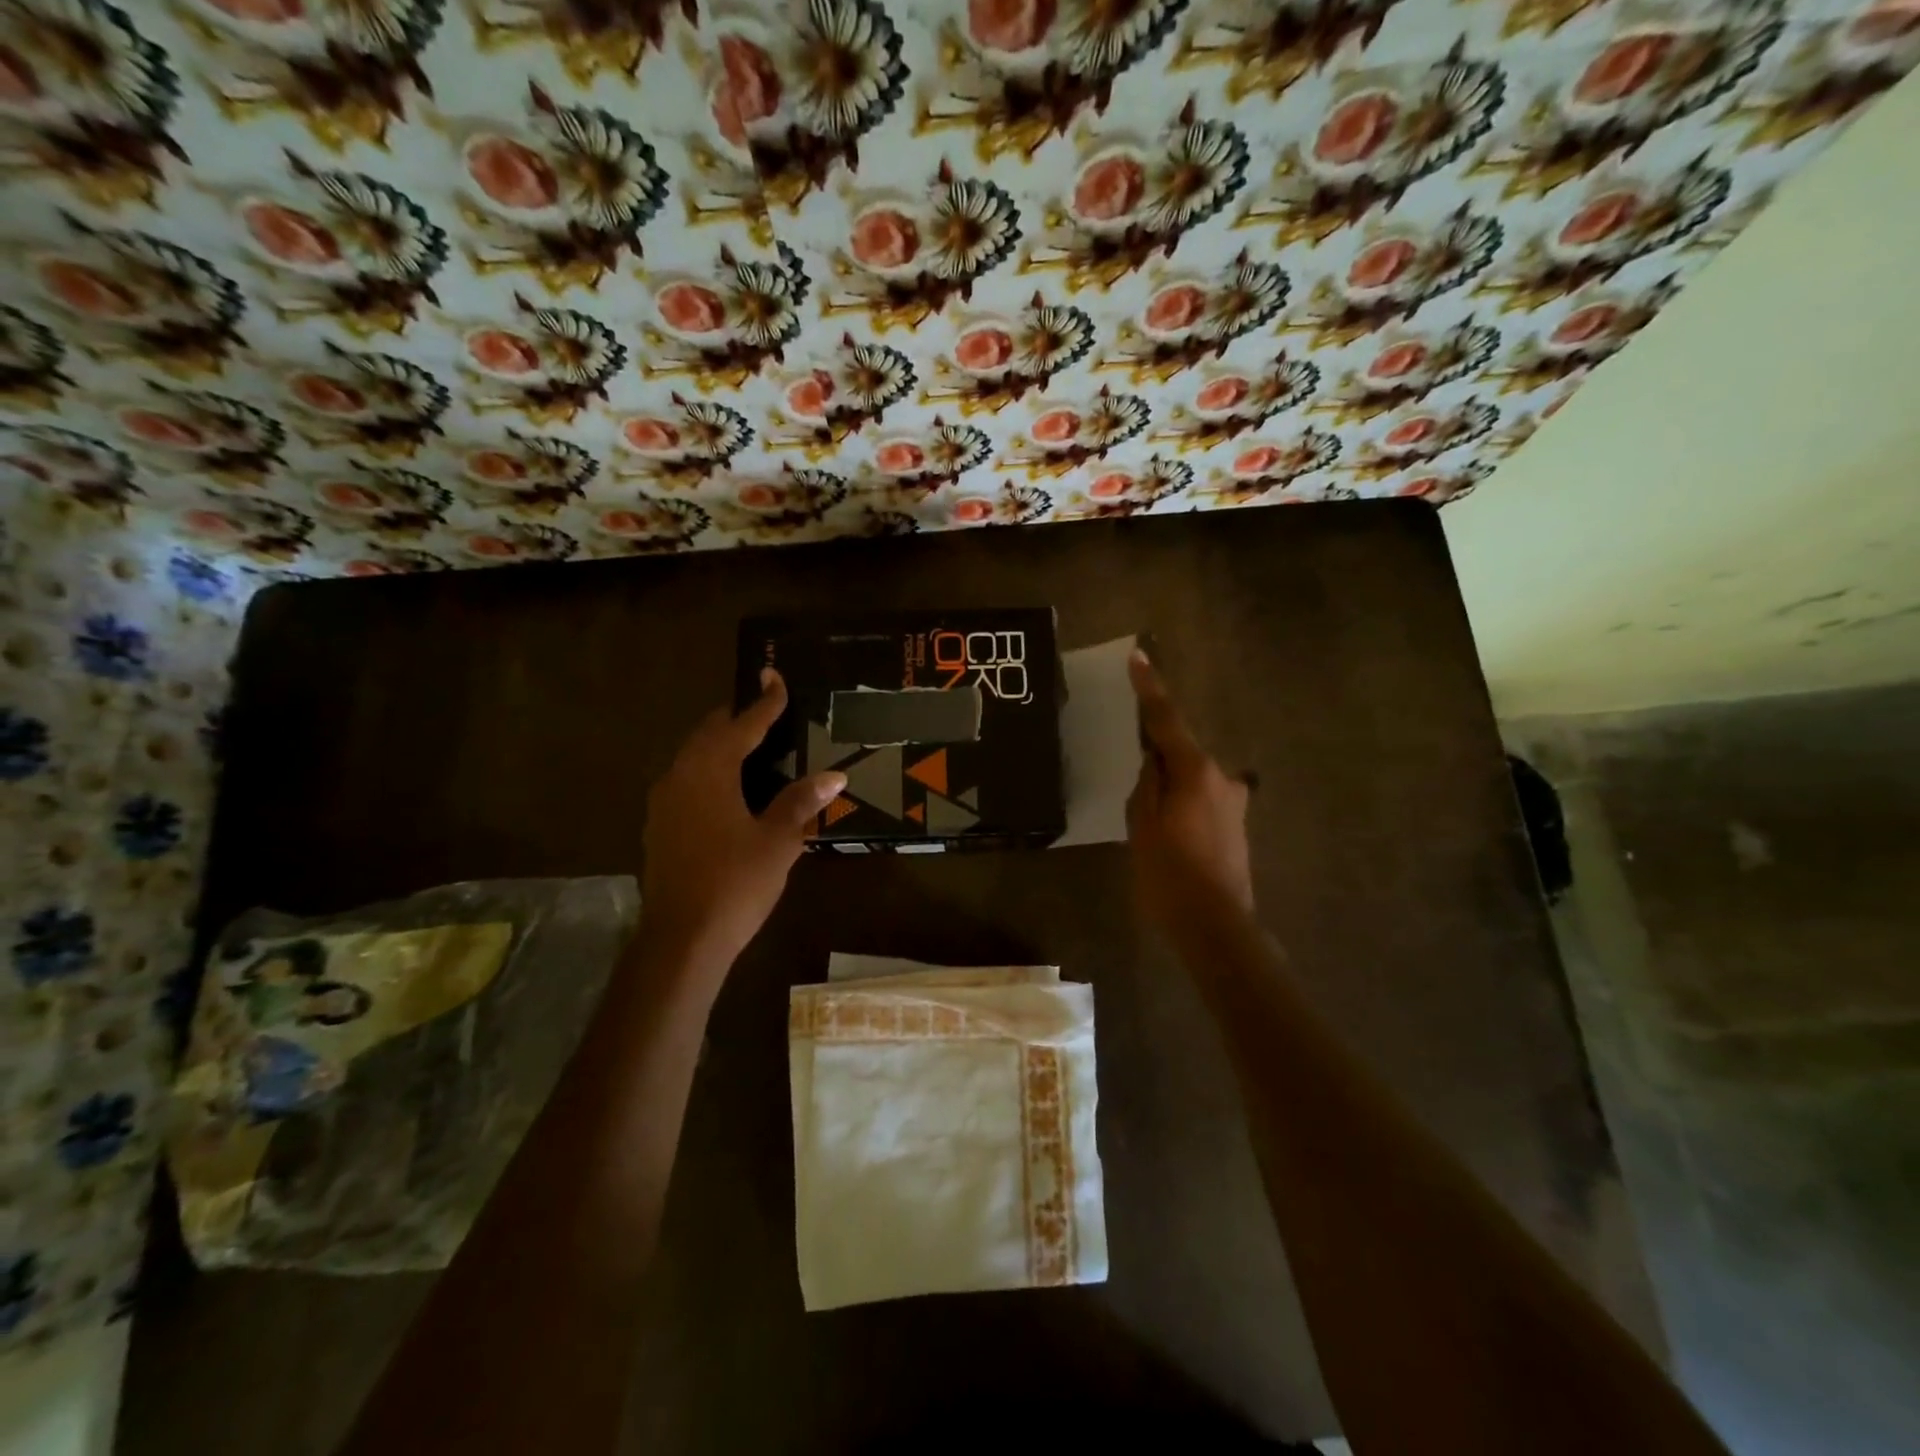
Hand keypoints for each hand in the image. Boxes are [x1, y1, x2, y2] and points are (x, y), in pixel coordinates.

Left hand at [639, 669, 844, 970]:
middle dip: (737, 720)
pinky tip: (729, 790)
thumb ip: (800, 802)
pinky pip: (686, 781)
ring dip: (720, 746)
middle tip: (766, 712)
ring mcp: (664, 803)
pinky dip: (709, 772)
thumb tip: (834, 775)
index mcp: (709, 772)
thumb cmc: (734, 883)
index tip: (775, 676)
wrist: (681, 939)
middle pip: (709, 734)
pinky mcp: (660, 827)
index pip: (741, 725)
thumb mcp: (777, 841)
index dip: (764, 702)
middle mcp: (679, 777)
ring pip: (693, 757)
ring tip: (751, 746)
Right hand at [1126, 648, 1253, 928]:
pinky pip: (1202, 799)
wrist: (1217, 927)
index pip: (1167, 720)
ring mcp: (1234, 802)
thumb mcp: (1141, 827)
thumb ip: (1147, 785)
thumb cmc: (1170, 875)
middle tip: (1134, 787)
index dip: (1150, 689)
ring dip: (1171, 786)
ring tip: (1151, 823)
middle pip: (1182, 751)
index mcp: (1195, 771)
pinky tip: (1171, 836)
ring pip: (1193, 778)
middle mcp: (1222, 778)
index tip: (1139, 658)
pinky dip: (1184, 804)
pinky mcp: (1237, 825)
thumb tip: (1153, 760)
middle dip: (1157, 757)